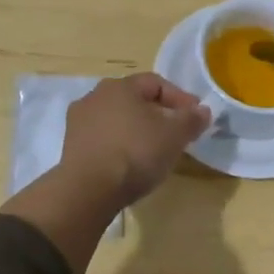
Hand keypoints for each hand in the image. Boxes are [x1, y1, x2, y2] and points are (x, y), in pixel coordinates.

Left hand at [59, 72, 211, 208]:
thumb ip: (191, 119)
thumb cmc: (136, 153)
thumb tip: (202, 110)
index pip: (156, 83)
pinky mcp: (71, 145)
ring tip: (154, 150)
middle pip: (135, 100)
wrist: (88, 190)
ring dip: (137, 130)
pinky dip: (120, 145)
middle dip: (158, 114)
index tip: (196, 117)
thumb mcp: (174, 136)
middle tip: (176, 133)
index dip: (180, 98)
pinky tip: (130, 162)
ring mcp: (78, 121)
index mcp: (120, 86)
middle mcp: (95, 96)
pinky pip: (103, 138)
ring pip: (117, 119)